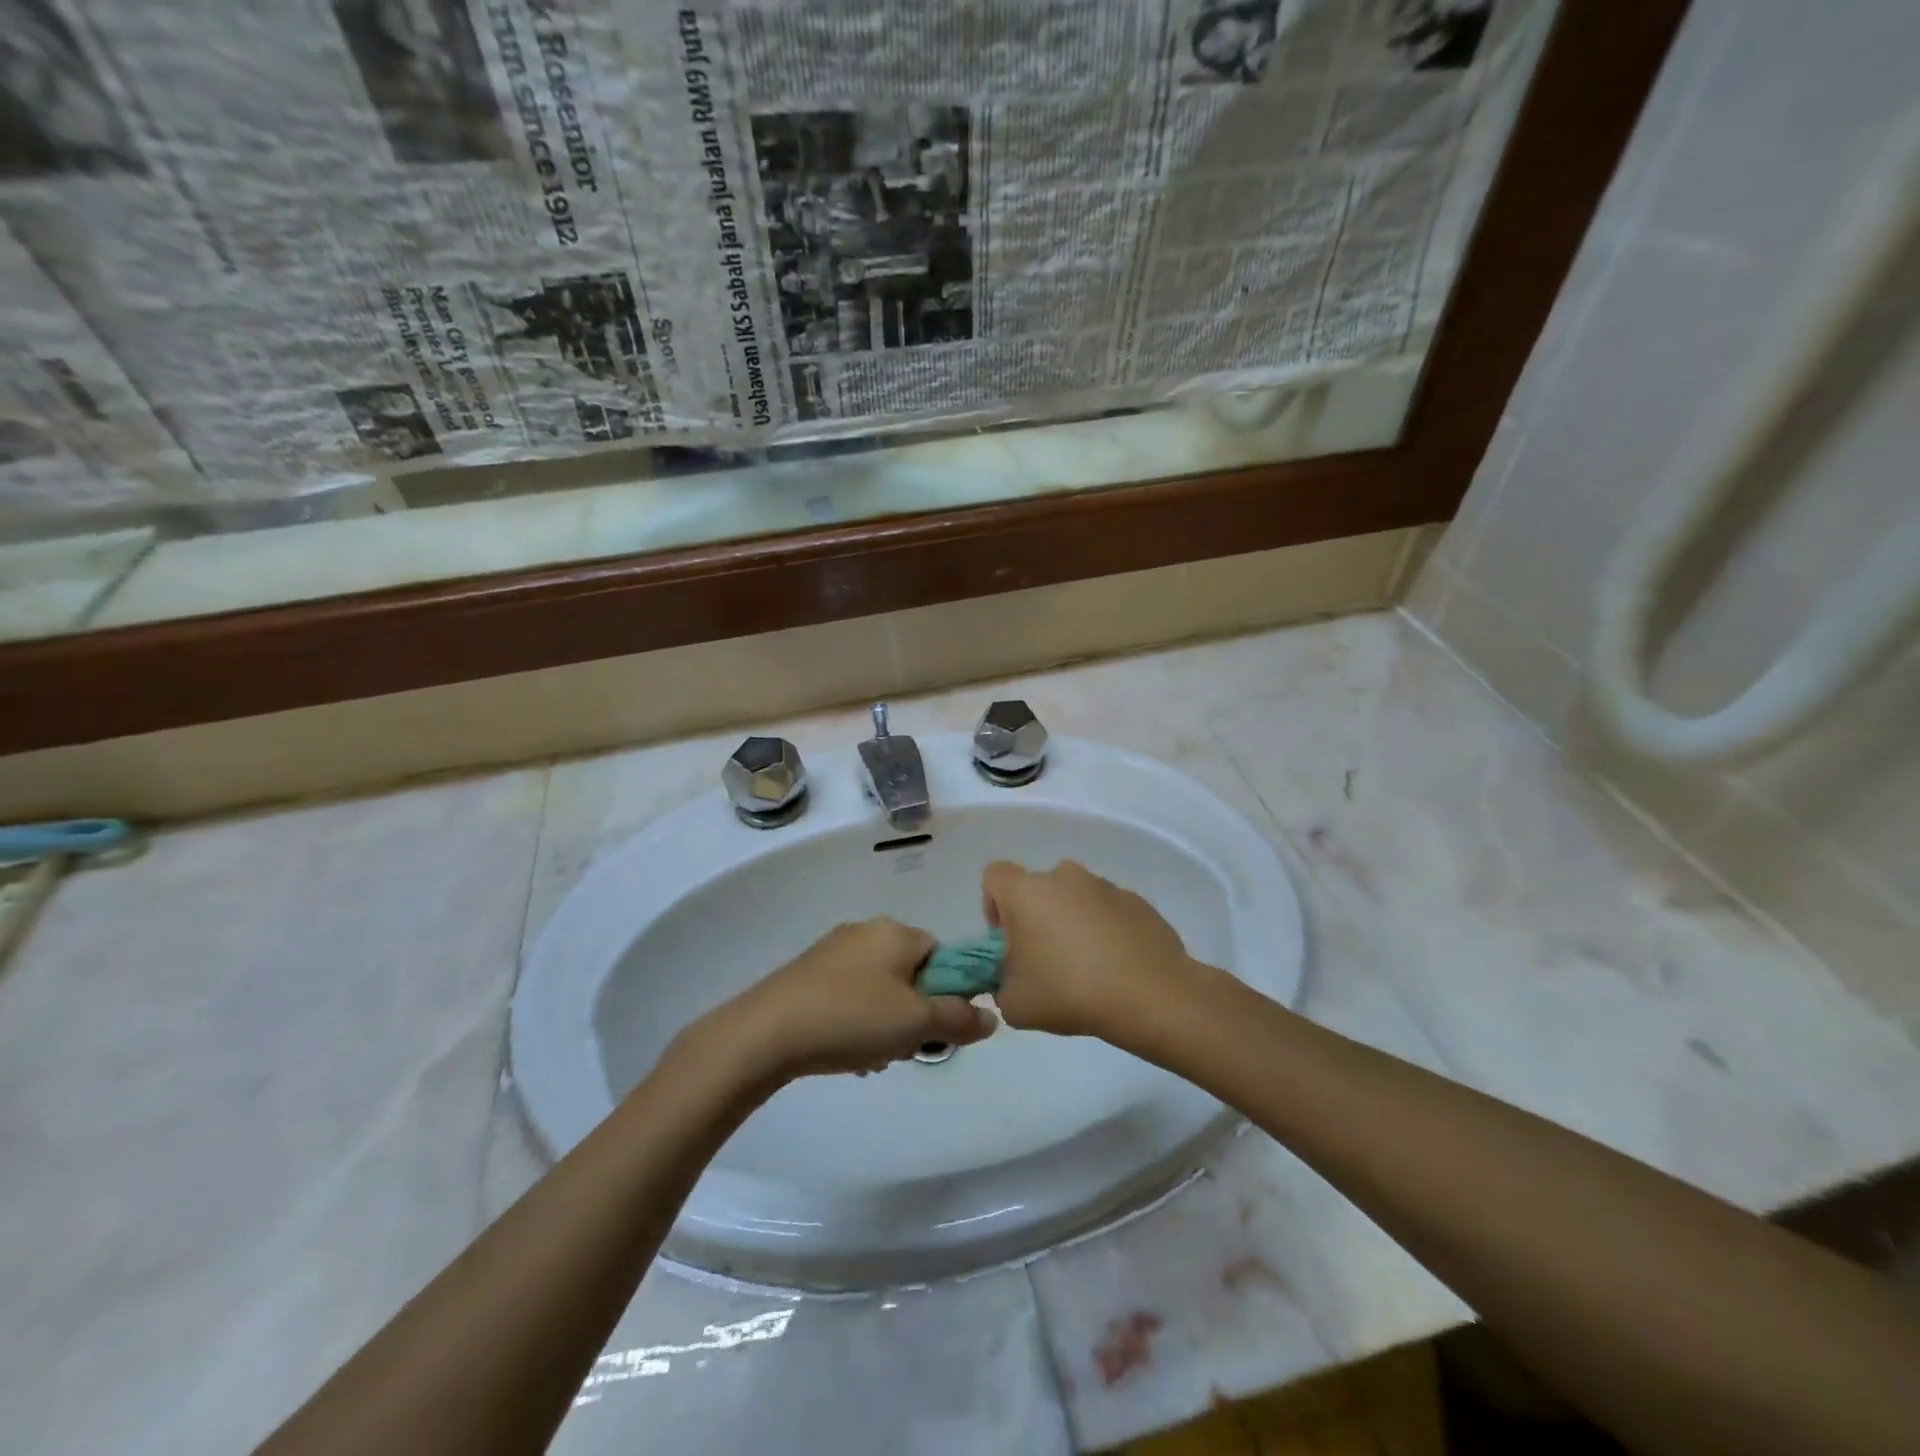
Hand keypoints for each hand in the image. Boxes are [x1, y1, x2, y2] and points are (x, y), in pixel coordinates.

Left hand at [703, 919, 997, 1081]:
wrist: (766, 1033)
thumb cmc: (852, 1018)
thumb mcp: (916, 1023)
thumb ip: (959, 1018)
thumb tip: (992, 1017)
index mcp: (896, 932)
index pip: (942, 954)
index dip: (947, 992)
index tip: (937, 1028)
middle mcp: (866, 931)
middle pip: (911, 973)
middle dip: (914, 1014)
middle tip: (904, 1047)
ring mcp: (833, 951)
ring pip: (880, 989)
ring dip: (885, 1025)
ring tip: (872, 1058)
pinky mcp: (807, 974)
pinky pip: (849, 996)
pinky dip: (856, 1022)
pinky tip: (846, 1054)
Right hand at [982, 860, 1200, 1046]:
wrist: (1150, 996)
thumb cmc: (1069, 992)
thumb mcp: (1014, 1004)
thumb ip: (1000, 982)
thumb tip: (1012, 976)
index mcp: (1027, 891)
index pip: (994, 876)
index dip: (994, 906)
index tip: (1008, 941)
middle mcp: (1064, 877)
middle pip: (1038, 889)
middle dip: (1036, 919)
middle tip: (1046, 961)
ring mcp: (1105, 886)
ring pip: (1075, 899)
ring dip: (1072, 923)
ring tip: (1087, 969)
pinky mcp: (1137, 901)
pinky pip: (1108, 911)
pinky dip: (1105, 931)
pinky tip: (1116, 967)